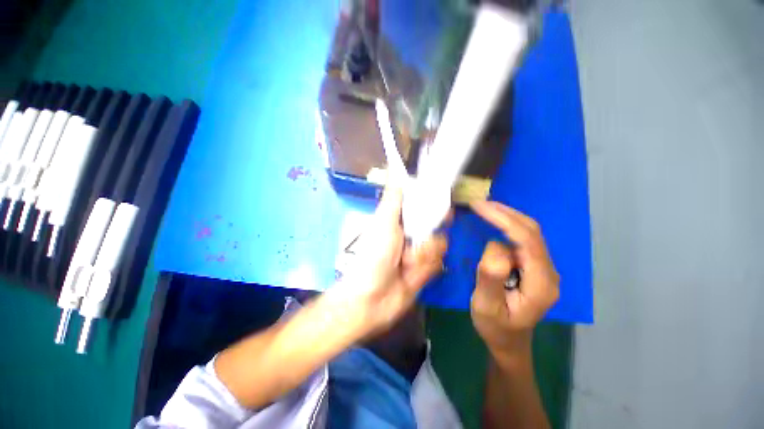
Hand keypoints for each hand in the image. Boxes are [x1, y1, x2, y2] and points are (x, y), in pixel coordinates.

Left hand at [336, 183, 447, 335]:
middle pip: (438, 224)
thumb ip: (394, 196)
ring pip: (440, 245)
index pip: (426, 205)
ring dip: (422, 255)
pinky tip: (410, 275)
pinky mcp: (426, 271)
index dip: (436, 204)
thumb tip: (395, 164)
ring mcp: (420, 253)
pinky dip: (424, 269)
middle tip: (416, 242)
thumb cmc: (374, 254)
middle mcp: (412, 233)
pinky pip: (438, 263)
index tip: (443, 206)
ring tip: (405, 264)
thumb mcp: (384, 221)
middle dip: (429, 235)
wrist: (371, 298)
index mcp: (401, 219)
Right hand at [469, 201, 558, 359]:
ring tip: (484, 207)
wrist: (508, 341)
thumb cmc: (495, 327)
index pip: (527, 241)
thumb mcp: (486, 306)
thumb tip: (495, 246)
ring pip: (530, 232)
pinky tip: (494, 220)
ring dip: (507, 216)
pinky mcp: (534, 266)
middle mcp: (548, 272)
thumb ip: (491, 278)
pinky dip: (508, 224)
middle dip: (505, 213)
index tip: (480, 208)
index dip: (504, 221)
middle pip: (532, 232)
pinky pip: (524, 238)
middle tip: (479, 204)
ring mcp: (543, 268)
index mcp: (541, 283)